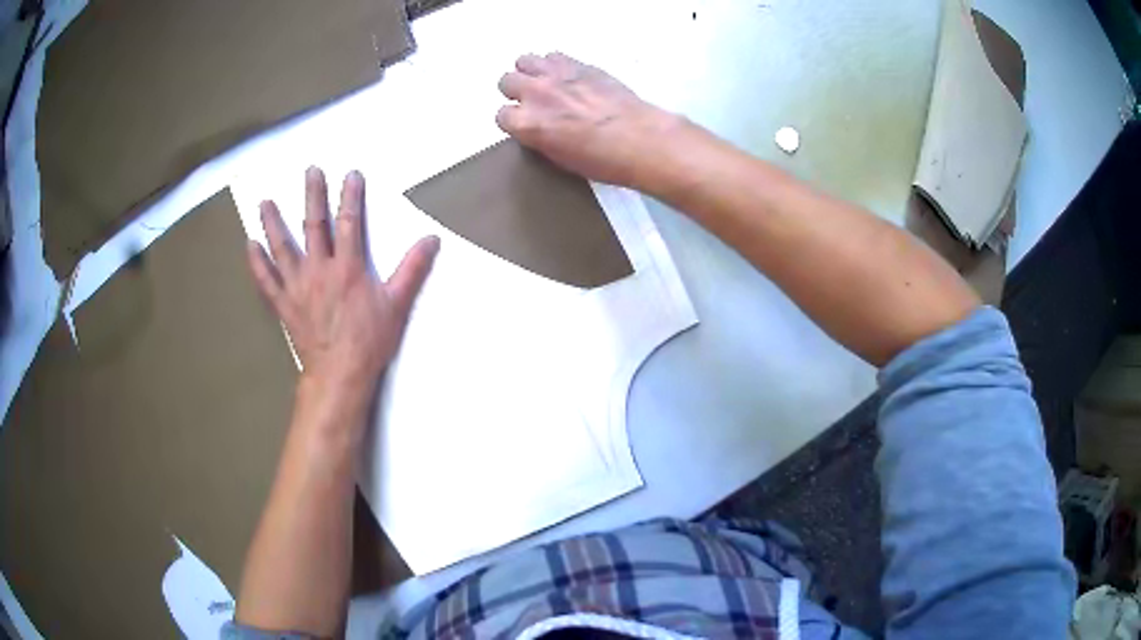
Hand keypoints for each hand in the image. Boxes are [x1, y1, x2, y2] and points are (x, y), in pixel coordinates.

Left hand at [247, 168, 438, 402]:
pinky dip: (257, 263)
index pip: (350, 222)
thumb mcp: (397, 304)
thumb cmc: (369, 340)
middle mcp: (319, 270)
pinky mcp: (284, 304)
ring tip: (264, 202)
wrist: (339, 374)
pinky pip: (266, 281)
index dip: (351, 196)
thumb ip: (413, 269)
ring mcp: (297, 287)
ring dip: (273, 223)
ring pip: (282, 248)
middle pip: (313, 226)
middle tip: (310, 172)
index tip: (351, 174)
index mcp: (348, 267)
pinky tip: (250, 245)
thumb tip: (432, 239)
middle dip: (312, 196)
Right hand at [497, 52, 681, 189]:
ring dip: (531, 72)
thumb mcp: (560, 158)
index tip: (526, 124)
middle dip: (517, 91)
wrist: (640, 140)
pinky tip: (568, 77)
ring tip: (547, 83)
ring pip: (524, 61)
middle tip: (534, 101)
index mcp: (527, 124)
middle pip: (507, 81)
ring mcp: (556, 75)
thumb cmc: (602, 160)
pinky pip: (554, 55)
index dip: (514, 120)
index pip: (502, 115)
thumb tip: (537, 128)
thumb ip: (539, 137)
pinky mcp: (579, 65)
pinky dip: (555, 65)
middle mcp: (535, 94)